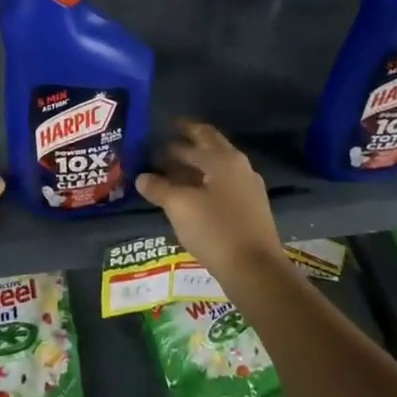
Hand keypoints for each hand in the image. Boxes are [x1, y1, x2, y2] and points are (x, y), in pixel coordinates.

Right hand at [135, 120, 286, 280]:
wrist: (255, 270)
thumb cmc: (215, 230)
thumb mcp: (179, 206)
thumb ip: (158, 187)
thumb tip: (142, 177)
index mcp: (223, 159)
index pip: (198, 133)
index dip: (179, 129)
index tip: (162, 125)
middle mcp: (239, 167)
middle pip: (209, 149)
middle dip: (185, 146)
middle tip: (159, 148)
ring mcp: (247, 189)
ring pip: (215, 170)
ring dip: (192, 168)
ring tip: (167, 174)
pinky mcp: (249, 210)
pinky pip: (221, 187)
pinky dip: (202, 185)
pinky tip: (187, 197)